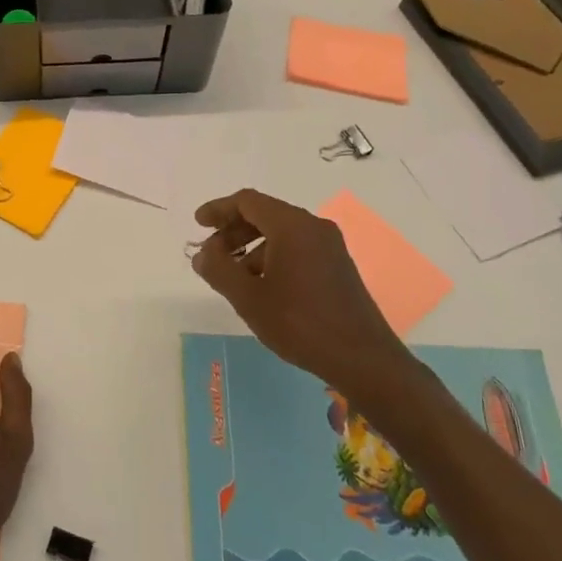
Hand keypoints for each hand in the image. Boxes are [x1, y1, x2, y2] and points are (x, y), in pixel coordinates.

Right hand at [191, 189, 419, 412]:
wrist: (363, 359)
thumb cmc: (300, 323)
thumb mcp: (249, 298)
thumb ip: (218, 270)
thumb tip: (202, 254)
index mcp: (292, 226)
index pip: (248, 202)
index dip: (219, 209)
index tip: (198, 224)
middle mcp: (313, 227)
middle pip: (264, 214)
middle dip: (233, 230)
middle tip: (211, 254)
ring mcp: (330, 246)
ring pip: (281, 232)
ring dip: (251, 246)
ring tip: (233, 275)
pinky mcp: (337, 265)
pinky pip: (297, 247)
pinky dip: (272, 256)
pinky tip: (262, 286)